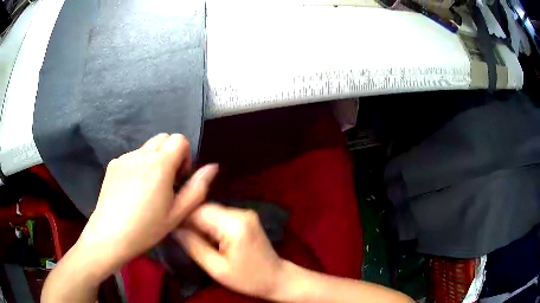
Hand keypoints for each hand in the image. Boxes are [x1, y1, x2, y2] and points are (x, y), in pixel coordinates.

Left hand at [77, 133, 217, 271]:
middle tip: (167, 181)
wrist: (110, 235)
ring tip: (148, 188)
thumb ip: (197, 188)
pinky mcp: (113, 164)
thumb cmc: (146, 228)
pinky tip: (132, 190)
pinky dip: (138, 166)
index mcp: (160, 165)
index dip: (185, 156)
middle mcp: (142, 154)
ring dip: (154, 160)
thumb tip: (212, 167)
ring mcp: (125, 157)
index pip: (180, 139)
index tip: (179, 178)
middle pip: (164, 138)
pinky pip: (132, 156)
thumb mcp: (177, 214)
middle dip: (171, 154)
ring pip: (147, 147)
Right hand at [175, 203, 284, 299]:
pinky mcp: (246, 217)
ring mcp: (245, 213)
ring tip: (193, 239)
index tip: (171, 229)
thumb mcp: (217, 269)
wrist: (276, 278)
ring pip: (212, 211)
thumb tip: (174, 229)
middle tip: (182, 237)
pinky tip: (208, 238)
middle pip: (205, 209)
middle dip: (191, 221)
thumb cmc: (247, 279)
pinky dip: (211, 224)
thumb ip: (194, 246)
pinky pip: (221, 215)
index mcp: (234, 225)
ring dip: (200, 223)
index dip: (182, 219)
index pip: (199, 212)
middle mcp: (241, 213)